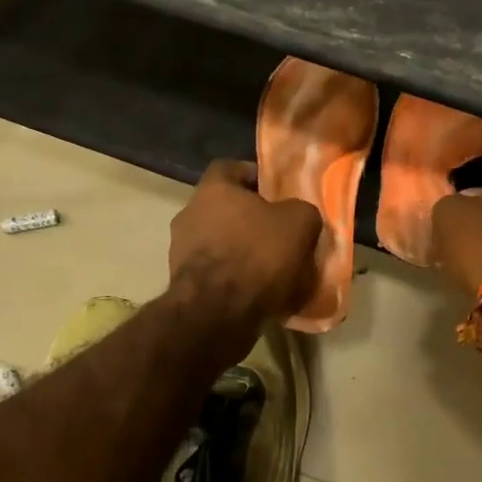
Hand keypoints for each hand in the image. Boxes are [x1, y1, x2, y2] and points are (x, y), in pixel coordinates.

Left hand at [169, 159, 322, 326]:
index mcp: (212, 189)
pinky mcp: (183, 284)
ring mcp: (180, 251)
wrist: (218, 313)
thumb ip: (301, 211)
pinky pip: (216, 273)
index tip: (277, 193)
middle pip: (224, 208)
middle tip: (280, 233)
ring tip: (273, 269)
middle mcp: (189, 214)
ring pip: (220, 242)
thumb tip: (300, 216)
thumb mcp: (299, 223)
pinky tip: (259, 293)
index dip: (254, 177)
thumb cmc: (257, 255)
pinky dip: (235, 278)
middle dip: (251, 219)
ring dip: (242, 251)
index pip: (229, 168)